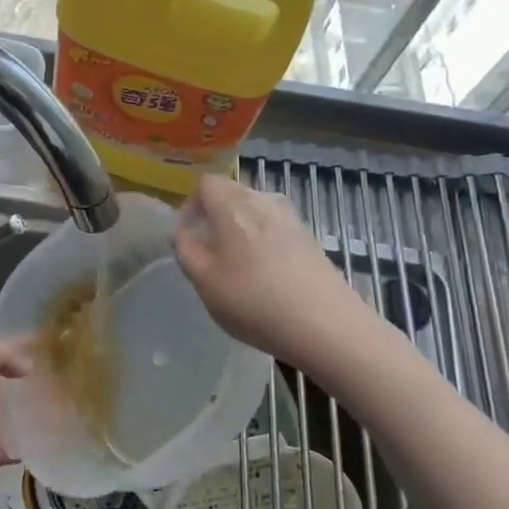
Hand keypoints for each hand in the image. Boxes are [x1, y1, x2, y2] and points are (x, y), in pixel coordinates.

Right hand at [173, 174, 364, 368]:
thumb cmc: (253, 300)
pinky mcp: (310, 239)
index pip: (206, 183)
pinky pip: (275, 229)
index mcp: (234, 204)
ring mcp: (292, 219)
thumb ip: (185, 249)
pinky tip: (264, 276)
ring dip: (240, 230)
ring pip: (255, 212)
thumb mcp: (204, 280)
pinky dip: (263, 242)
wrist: (326, 325)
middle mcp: (264, 201)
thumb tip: (182, 231)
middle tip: (208, 252)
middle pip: (232, 194)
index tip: (187, 234)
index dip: (190, 204)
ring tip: (236, 266)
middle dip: (214, 216)